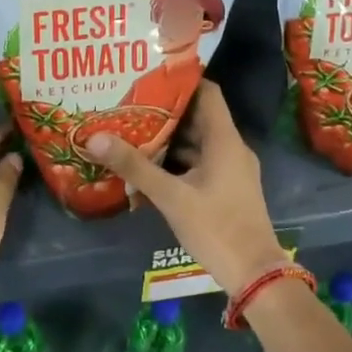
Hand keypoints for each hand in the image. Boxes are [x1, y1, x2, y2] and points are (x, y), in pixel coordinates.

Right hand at [85, 82, 280, 294]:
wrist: (254, 274)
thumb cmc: (216, 228)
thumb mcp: (171, 197)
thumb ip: (135, 166)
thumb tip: (96, 137)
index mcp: (225, 140)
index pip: (207, 92)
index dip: (181, 81)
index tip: (148, 77)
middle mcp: (231, 148)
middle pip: (197, 117)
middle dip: (164, 112)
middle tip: (128, 106)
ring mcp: (231, 170)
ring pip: (196, 143)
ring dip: (168, 140)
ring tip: (131, 133)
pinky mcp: (226, 189)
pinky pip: (199, 164)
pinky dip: (176, 163)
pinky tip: (148, 169)